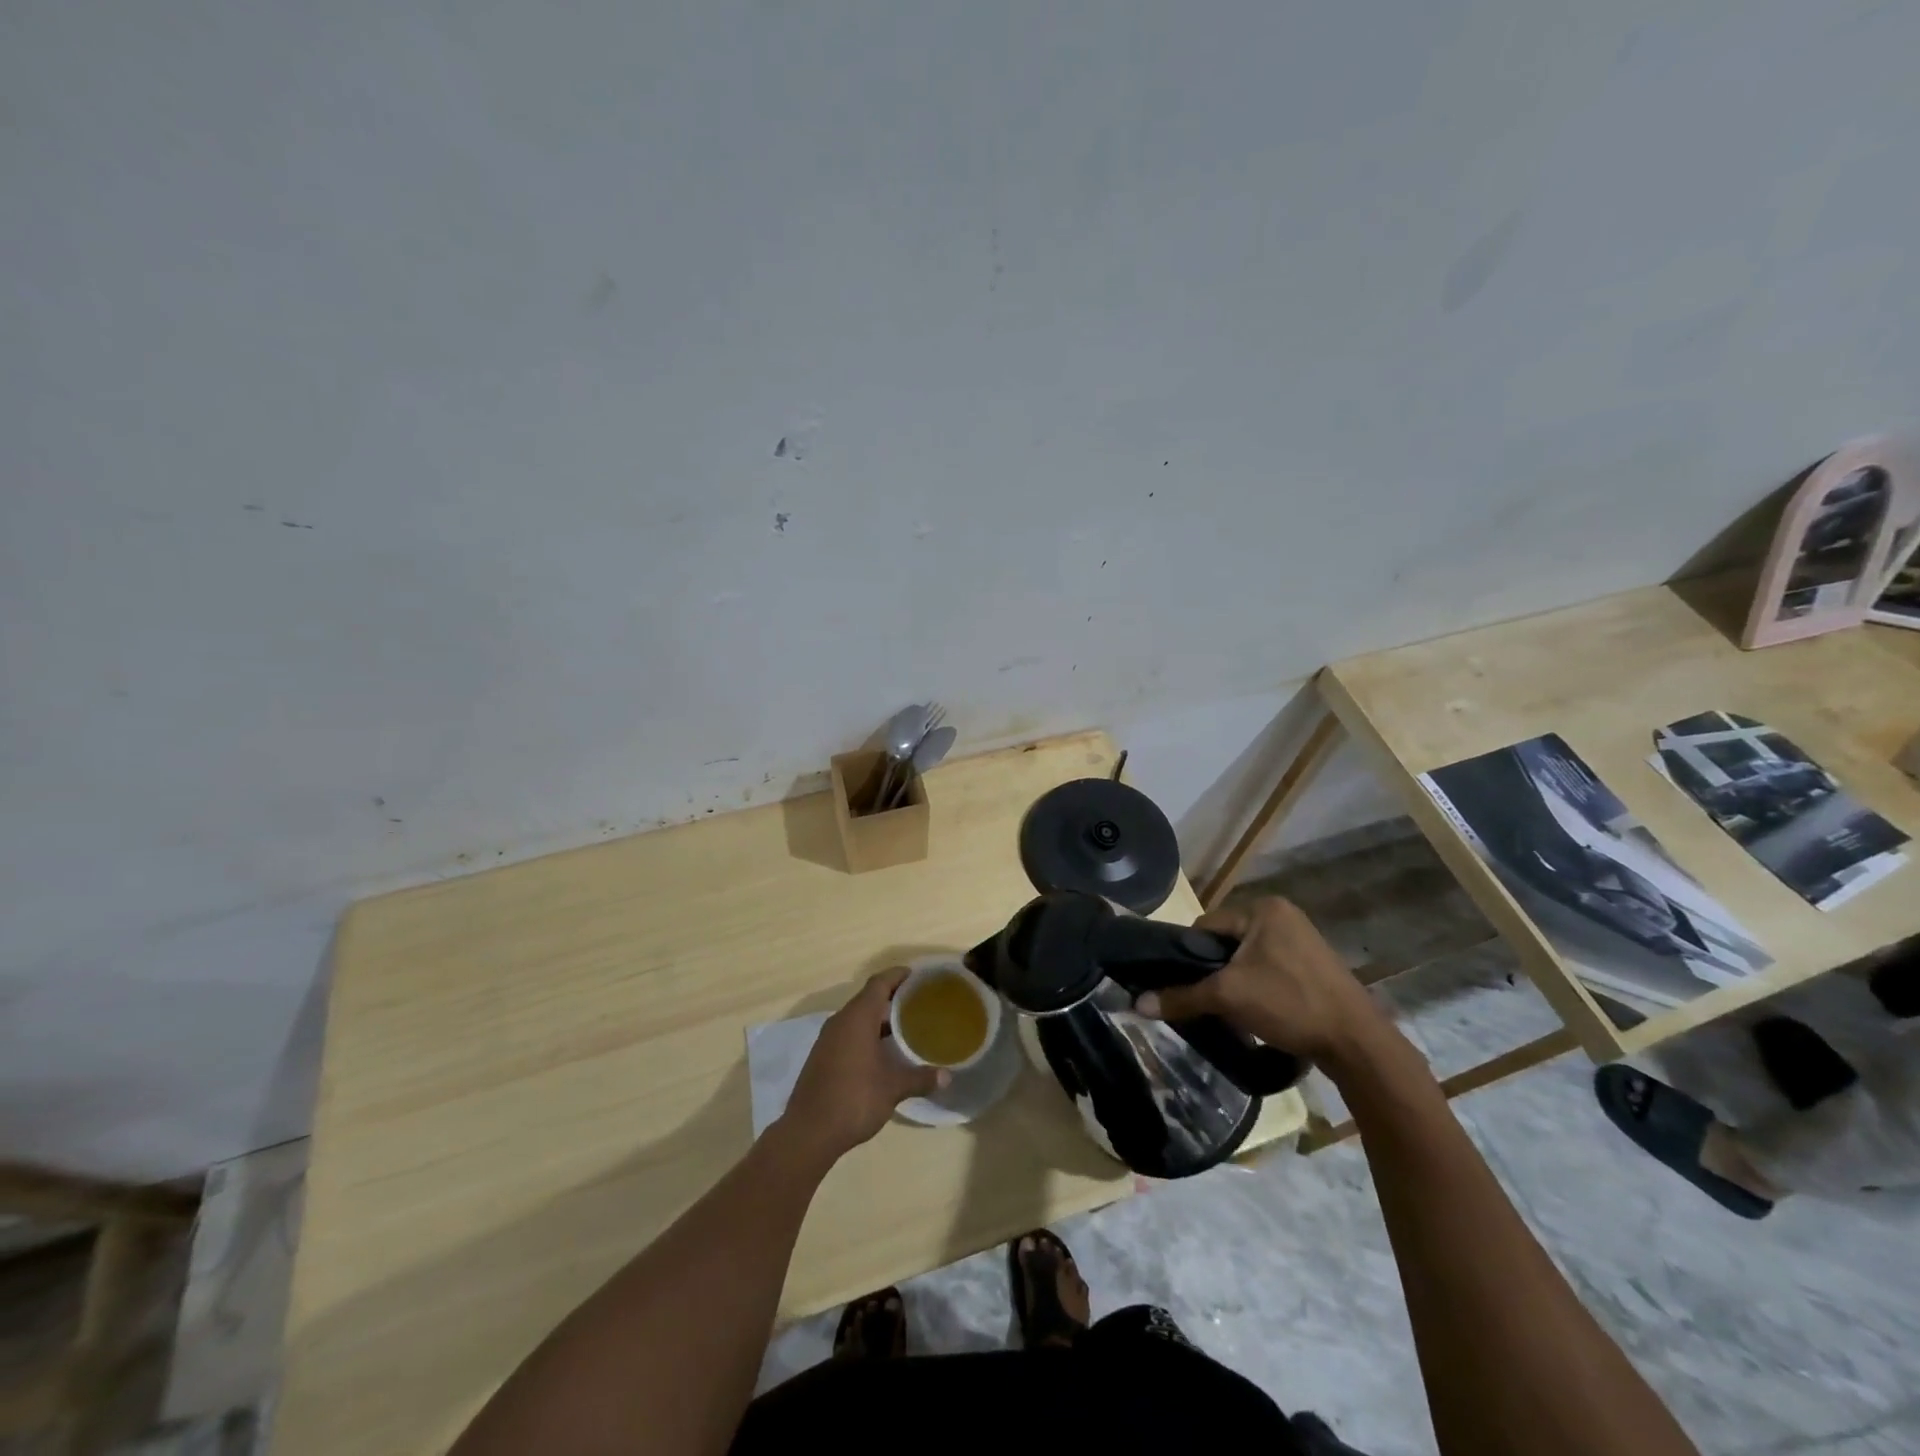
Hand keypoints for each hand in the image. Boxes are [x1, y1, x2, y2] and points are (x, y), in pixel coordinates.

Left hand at [779, 968, 946, 1163]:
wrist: (808, 1132)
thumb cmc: (854, 1099)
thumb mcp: (893, 1088)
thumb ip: (921, 1078)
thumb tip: (947, 1077)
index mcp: (857, 1017)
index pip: (879, 982)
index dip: (899, 975)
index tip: (919, 977)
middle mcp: (841, 1021)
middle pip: (869, 998)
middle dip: (894, 998)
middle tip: (921, 1004)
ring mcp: (828, 1039)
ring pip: (858, 1018)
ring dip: (880, 1019)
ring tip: (908, 1028)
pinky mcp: (823, 1056)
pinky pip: (849, 1034)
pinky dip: (868, 1034)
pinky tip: (884, 1052)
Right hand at [1135, 897, 1388, 1067]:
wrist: (1357, 1044)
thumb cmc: (1289, 1003)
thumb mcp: (1228, 997)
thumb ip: (1182, 996)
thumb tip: (1137, 1004)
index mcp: (1264, 908)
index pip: (1207, 924)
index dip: (1190, 955)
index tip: (1186, 985)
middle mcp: (1283, 915)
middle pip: (1227, 941)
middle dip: (1215, 970)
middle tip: (1210, 1000)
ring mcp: (1303, 939)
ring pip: (1248, 957)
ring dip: (1236, 980)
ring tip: (1233, 1009)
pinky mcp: (1315, 965)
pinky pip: (1271, 968)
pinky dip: (1259, 987)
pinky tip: (1259, 1011)